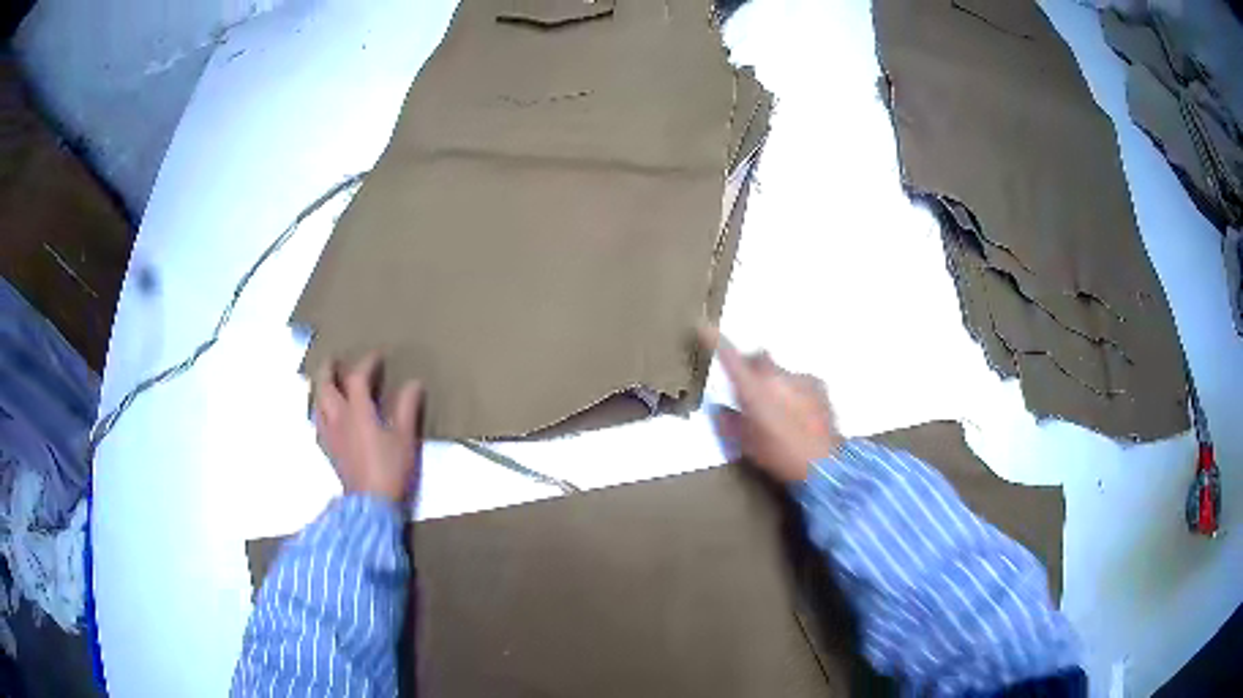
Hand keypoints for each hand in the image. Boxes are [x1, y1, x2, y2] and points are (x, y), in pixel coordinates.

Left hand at [313, 354, 423, 503]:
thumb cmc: (390, 469)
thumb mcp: (405, 439)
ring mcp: (330, 434)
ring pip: (317, 403)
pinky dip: (320, 409)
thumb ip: (407, 408)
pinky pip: (318, 421)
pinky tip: (325, 415)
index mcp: (357, 411)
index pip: (357, 378)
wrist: (370, 505)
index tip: (376, 356)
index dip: (367, 363)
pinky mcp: (328, 449)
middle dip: (329, 369)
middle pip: (325, 385)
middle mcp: (338, 418)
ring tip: (326, 383)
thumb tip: (413, 384)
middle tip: (335, 360)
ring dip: (320, 388)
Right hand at [701, 326, 842, 482]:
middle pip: (758, 359)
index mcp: (753, 389)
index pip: (729, 357)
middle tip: (750, 392)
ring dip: (775, 384)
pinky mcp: (818, 385)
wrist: (824, 463)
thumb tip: (721, 409)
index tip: (703, 327)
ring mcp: (800, 378)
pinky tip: (799, 415)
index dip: (715, 340)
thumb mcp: (746, 445)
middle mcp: (776, 376)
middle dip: (751, 368)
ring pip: (779, 372)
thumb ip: (729, 422)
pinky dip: (794, 392)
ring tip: (780, 412)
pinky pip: (799, 381)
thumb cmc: (779, 456)